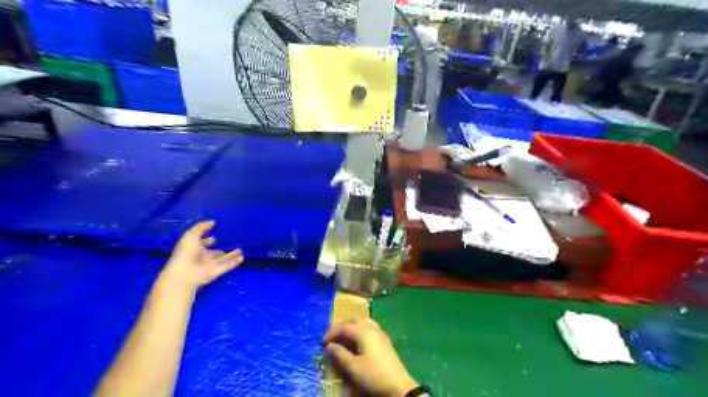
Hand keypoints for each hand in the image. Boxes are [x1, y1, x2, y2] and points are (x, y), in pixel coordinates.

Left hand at [162, 220, 246, 291]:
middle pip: (213, 253)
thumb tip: (212, 222)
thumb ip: (201, 227)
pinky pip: (228, 265)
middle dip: (219, 249)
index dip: (206, 240)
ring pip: (223, 259)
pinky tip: (242, 257)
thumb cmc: (186, 252)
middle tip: (230, 244)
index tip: (214, 236)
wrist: (185, 273)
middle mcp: (202, 257)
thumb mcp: (191, 235)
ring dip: (231, 255)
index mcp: (193, 248)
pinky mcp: (217, 271)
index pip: (201, 243)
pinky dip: (235, 262)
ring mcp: (210, 264)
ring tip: (240, 250)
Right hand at [323, 318, 415, 396]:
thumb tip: (330, 346)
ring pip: (363, 321)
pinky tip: (358, 339)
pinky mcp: (384, 340)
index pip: (344, 327)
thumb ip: (340, 355)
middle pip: (354, 320)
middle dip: (342, 326)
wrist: (398, 385)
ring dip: (351, 326)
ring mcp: (380, 332)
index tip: (322, 342)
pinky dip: (360, 329)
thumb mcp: (353, 367)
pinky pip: (369, 327)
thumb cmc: (374, 375)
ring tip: (343, 335)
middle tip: (332, 336)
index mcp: (363, 331)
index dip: (332, 333)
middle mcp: (372, 328)